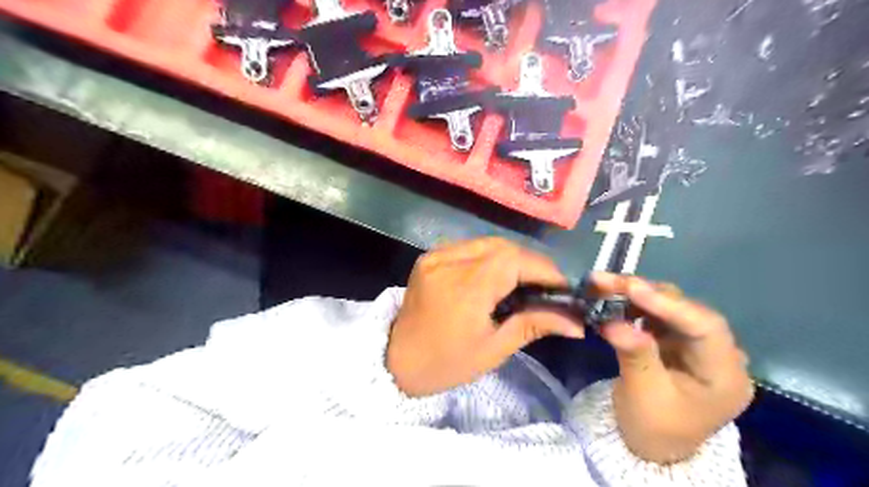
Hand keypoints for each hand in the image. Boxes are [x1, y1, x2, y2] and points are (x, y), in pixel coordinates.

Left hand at [390, 237, 587, 396]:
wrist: (396, 361)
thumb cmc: (446, 364)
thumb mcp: (493, 349)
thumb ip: (534, 324)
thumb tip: (578, 322)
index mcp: (464, 289)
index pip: (514, 261)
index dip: (545, 269)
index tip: (564, 287)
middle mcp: (448, 262)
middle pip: (503, 247)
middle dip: (531, 263)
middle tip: (546, 286)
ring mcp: (435, 256)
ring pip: (486, 243)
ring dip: (512, 258)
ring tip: (526, 281)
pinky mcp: (429, 257)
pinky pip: (468, 247)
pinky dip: (490, 257)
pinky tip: (497, 275)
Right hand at [592, 273, 753, 464]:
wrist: (652, 447)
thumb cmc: (654, 427)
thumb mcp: (643, 395)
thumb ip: (634, 355)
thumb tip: (613, 321)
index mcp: (725, 375)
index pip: (706, 328)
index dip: (670, 304)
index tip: (632, 288)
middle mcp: (718, 352)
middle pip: (687, 311)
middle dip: (646, 293)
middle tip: (606, 281)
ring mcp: (696, 344)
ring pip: (670, 307)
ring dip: (636, 294)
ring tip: (603, 285)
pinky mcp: (677, 340)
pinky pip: (657, 314)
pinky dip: (633, 304)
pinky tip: (612, 298)